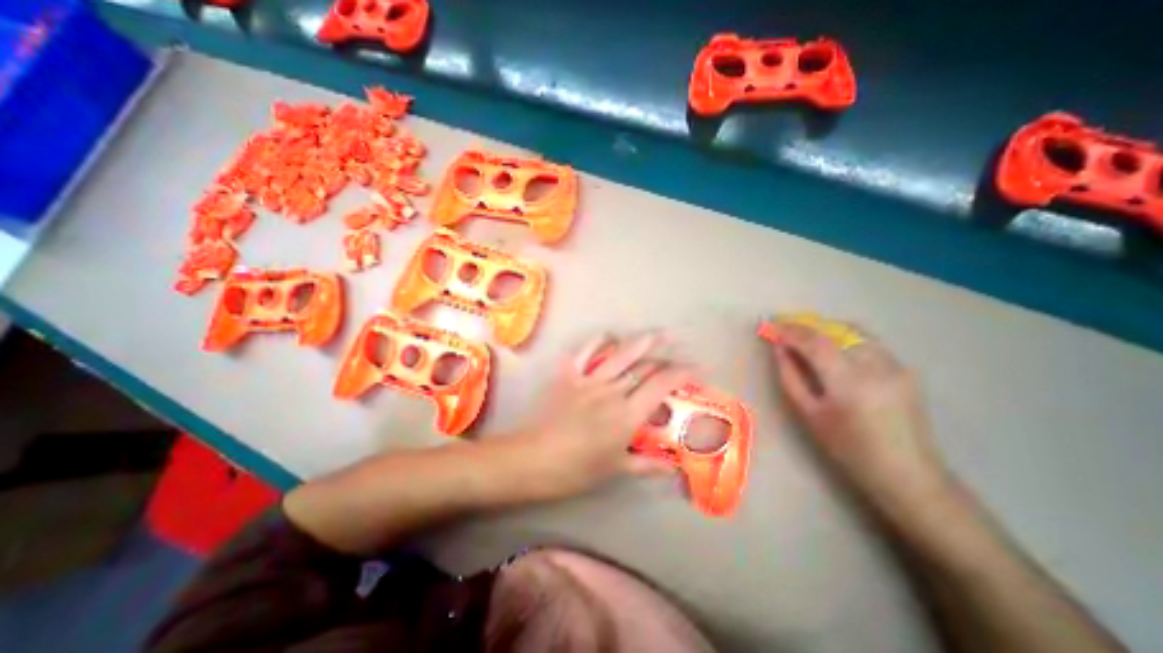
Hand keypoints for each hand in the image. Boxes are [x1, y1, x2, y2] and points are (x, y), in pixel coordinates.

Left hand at [508, 335, 687, 502]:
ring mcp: (589, 380)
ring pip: (620, 355)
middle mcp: (612, 391)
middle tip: (680, 352)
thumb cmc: (576, 469)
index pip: (661, 386)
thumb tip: (673, 467)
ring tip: (657, 333)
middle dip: (666, 358)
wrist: (533, 459)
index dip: (682, 373)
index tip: (697, 369)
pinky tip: (608, 335)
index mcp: (627, 414)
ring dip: (641, 342)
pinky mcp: (568, 375)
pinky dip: (597, 341)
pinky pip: (584, 352)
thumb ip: (646, 464)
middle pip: (644, 367)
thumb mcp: (615, 469)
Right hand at [771, 323, 949, 511]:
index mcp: (850, 383)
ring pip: (853, 331)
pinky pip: (867, 342)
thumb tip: (779, 349)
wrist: (908, 474)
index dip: (791, 330)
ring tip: (805, 336)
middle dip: (806, 325)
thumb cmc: (849, 449)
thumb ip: (790, 377)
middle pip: (835, 330)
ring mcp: (896, 365)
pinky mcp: (904, 368)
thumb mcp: (809, 415)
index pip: (816, 342)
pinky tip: (832, 350)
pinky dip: (843, 338)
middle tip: (784, 328)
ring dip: (825, 329)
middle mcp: (877, 367)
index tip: (771, 326)